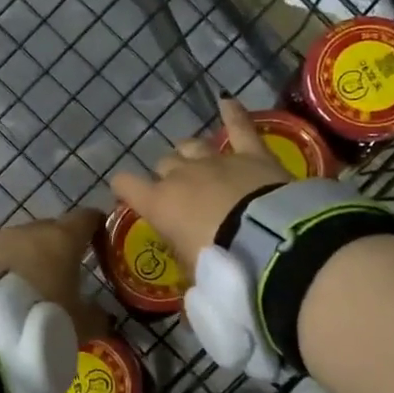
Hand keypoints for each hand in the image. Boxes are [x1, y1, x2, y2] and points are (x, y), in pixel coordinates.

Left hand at [0, 207, 108, 341]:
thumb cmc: (43, 316)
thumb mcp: (80, 324)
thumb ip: (96, 316)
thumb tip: (103, 315)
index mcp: (63, 237)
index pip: (86, 218)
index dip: (95, 226)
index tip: (101, 239)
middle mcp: (30, 230)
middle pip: (51, 230)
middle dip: (59, 247)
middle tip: (65, 273)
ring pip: (20, 244)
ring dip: (27, 260)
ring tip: (31, 288)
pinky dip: (2, 272)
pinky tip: (3, 294)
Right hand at [111, 99, 290, 273]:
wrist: (269, 244)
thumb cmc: (222, 266)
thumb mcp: (196, 278)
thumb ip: (188, 272)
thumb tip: (193, 291)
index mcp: (160, 204)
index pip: (126, 184)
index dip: (124, 187)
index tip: (125, 192)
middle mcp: (182, 175)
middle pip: (165, 164)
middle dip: (167, 176)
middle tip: (179, 195)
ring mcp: (217, 161)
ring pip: (192, 146)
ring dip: (191, 153)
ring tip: (194, 160)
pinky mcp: (252, 155)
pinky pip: (240, 127)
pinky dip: (233, 114)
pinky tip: (228, 101)